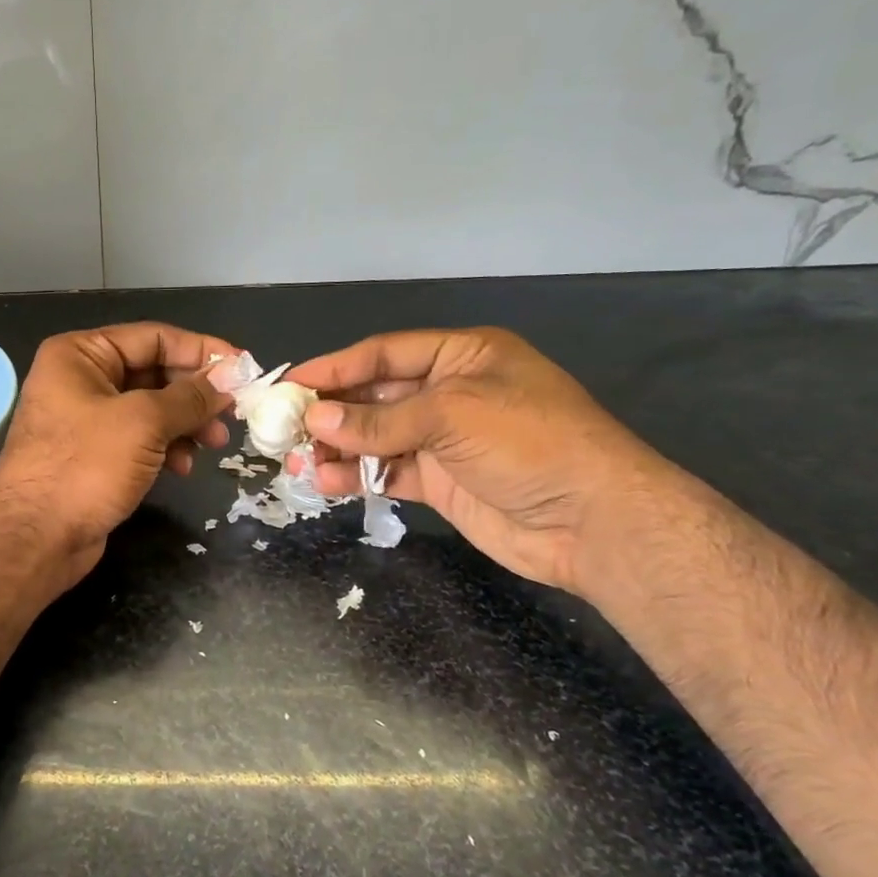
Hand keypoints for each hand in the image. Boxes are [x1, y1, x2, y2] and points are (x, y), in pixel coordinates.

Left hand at [0, 323, 236, 589]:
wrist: (34, 538)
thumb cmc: (84, 466)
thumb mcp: (143, 423)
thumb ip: (189, 398)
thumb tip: (227, 383)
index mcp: (80, 355)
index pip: (153, 337)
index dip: (201, 351)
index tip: (244, 368)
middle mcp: (80, 380)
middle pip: (153, 372)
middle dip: (195, 394)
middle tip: (232, 414)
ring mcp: (85, 420)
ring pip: (150, 409)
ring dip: (185, 424)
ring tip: (214, 445)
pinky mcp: (93, 456)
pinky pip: (140, 440)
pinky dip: (166, 448)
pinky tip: (183, 468)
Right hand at [287, 328, 681, 594]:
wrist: (593, 522)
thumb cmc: (530, 444)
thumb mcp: (452, 415)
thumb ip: (380, 419)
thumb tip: (315, 418)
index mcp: (463, 356)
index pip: (384, 354)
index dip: (337, 367)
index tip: (292, 382)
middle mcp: (449, 393)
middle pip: (375, 396)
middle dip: (331, 411)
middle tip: (284, 427)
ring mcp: (444, 440)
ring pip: (376, 437)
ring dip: (337, 447)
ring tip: (296, 460)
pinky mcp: (440, 481)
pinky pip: (387, 472)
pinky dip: (357, 476)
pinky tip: (326, 481)